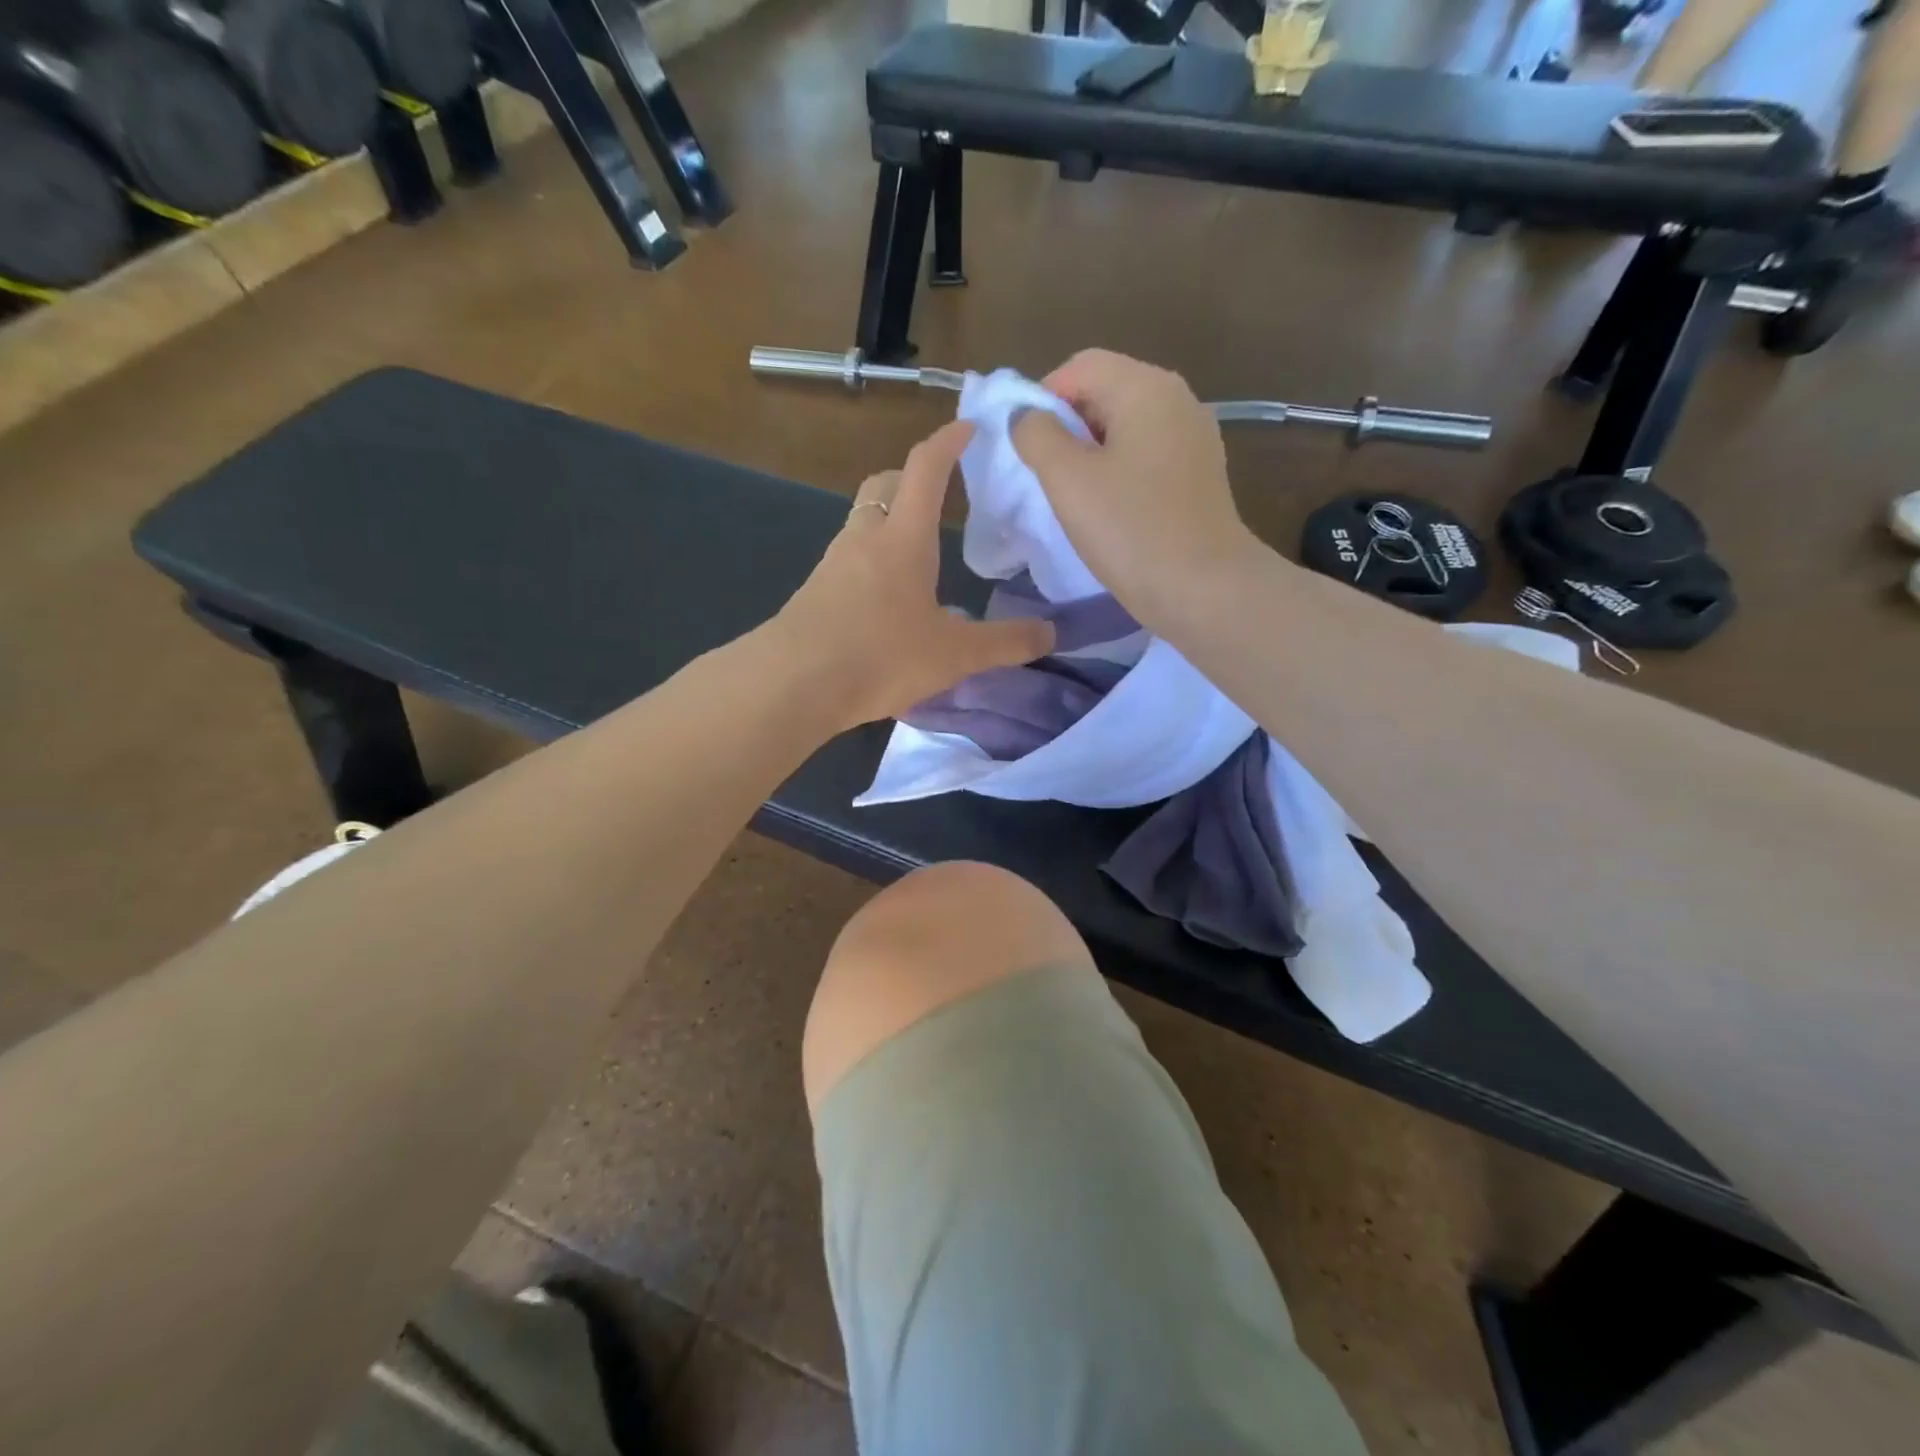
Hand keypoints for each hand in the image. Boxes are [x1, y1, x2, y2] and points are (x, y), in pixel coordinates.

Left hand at [776, 421, 1054, 728]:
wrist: (792, 683)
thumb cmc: (880, 655)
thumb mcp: (954, 655)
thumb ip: (1004, 644)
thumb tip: (1050, 634)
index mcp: (905, 537)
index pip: (927, 468)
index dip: (949, 442)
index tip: (969, 427)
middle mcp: (865, 538)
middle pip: (885, 485)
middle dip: (913, 478)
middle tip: (940, 495)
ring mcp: (833, 563)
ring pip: (863, 522)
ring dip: (890, 523)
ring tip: (919, 555)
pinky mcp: (814, 593)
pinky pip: (848, 560)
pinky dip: (871, 562)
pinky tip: (886, 601)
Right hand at [1010, 350, 1260, 627]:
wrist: (1203, 589)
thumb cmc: (1130, 529)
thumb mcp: (1068, 479)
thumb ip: (1037, 435)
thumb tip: (1027, 416)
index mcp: (1146, 387)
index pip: (1080, 367)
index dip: (1042, 399)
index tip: (1026, 448)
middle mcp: (1177, 399)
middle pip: (1106, 392)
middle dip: (1067, 427)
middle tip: (1046, 477)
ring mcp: (1194, 438)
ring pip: (1125, 428)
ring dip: (1091, 454)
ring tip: (1074, 498)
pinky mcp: (1199, 475)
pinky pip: (1146, 457)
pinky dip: (1119, 472)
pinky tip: (1109, 511)